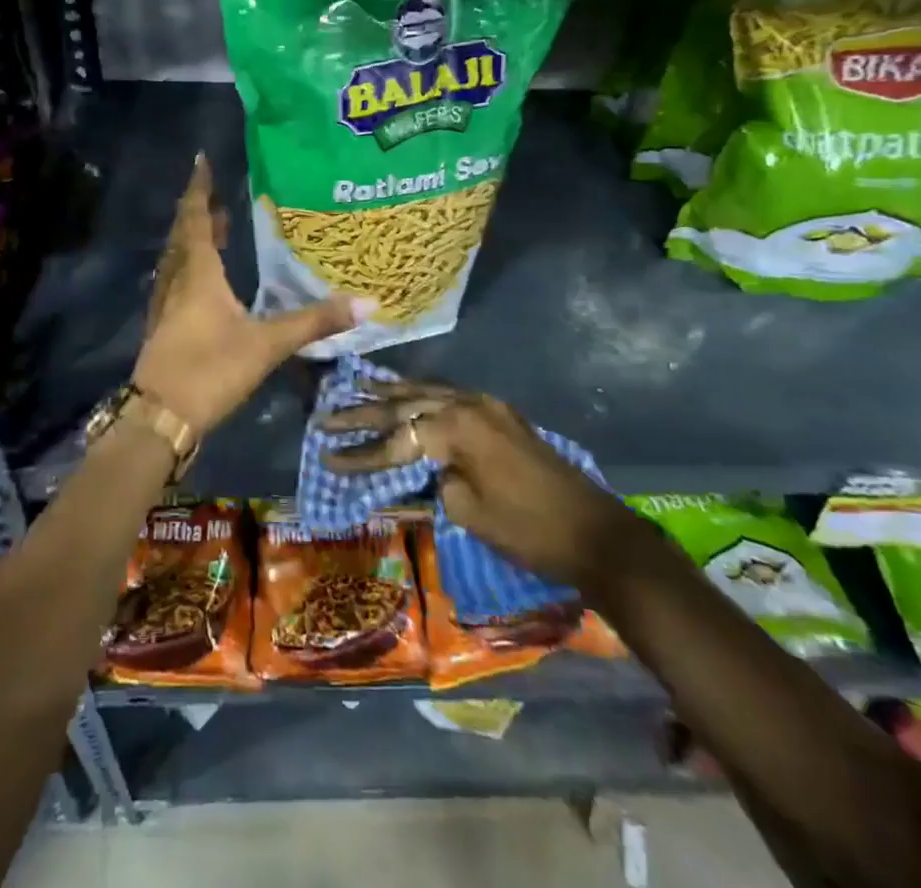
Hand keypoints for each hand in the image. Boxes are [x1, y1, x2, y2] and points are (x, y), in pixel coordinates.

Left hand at [131, 154, 371, 437]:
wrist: (161, 418)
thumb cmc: (211, 370)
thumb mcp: (267, 345)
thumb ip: (315, 322)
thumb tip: (368, 303)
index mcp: (198, 274)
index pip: (196, 219)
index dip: (199, 189)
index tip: (201, 160)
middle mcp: (176, 282)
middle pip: (183, 236)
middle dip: (198, 211)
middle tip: (216, 195)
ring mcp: (164, 306)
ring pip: (176, 259)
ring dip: (192, 238)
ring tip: (214, 228)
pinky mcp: (162, 328)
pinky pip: (174, 282)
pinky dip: (188, 266)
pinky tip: (200, 281)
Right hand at [319, 382, 618, 586]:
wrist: (595, 532)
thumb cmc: (528, 529)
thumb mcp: (468, 511)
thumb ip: (434, 480)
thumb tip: (422, 466)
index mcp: (457, 427)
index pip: (395, 438)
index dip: (360, 452)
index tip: (326, 456)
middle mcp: (468, 403)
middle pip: (404, 404)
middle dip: (363, 413)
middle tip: (326, 414)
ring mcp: (486, 404)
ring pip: (426, 391)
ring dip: (390, 394)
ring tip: (354, 388)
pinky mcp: (499, 414)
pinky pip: (447, 395)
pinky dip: (419, 396)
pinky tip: (403, 394)